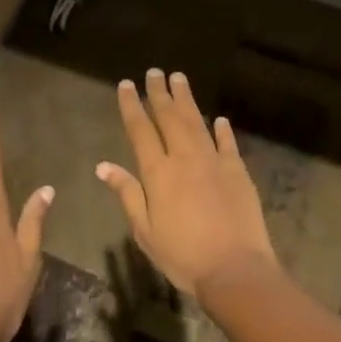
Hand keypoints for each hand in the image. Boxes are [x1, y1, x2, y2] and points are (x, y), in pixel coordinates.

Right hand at [95, 69, 276, 296]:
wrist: (235, 270)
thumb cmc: (183, 256)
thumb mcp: (145, 231)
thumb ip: (127, 194)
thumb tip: (103, 166)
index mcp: (158, 172)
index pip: (140, 130)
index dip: (132, 105)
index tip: (127, 84)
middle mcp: (184, 157)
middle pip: (169, 117)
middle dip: (159, 93)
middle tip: (154, 72)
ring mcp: (213, 160)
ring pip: (196, 121)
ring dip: (186, 99)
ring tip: (179, 78)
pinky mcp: (237, 170)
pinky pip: (227, 143)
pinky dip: (222, 129)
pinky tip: (219, 119)